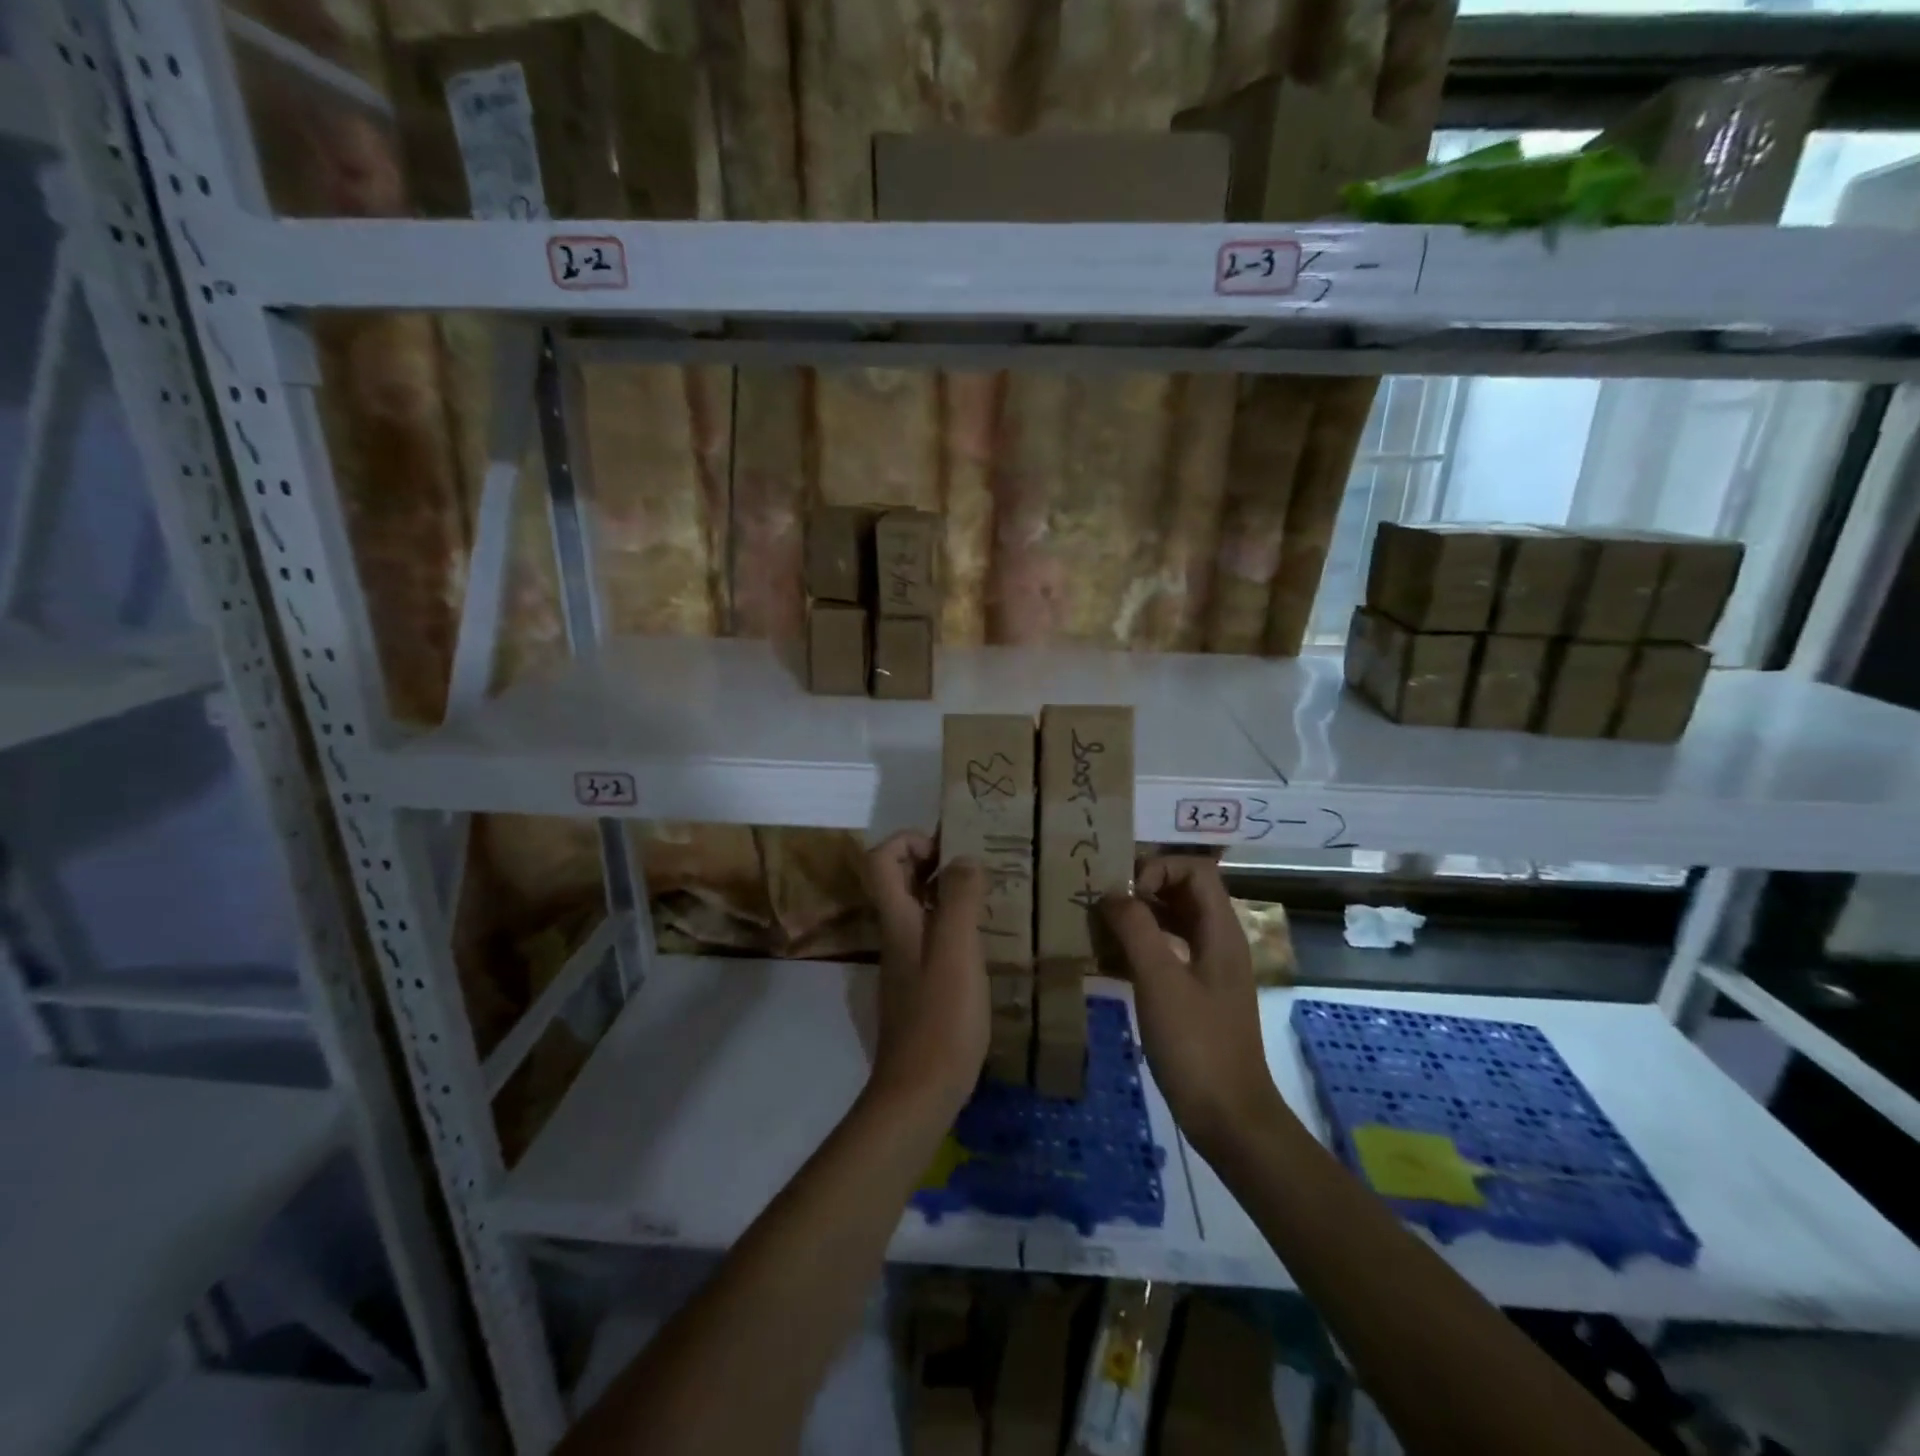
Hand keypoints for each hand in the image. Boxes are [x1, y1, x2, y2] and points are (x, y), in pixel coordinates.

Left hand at [863, 831, 989, 1123]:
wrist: (921, 1090)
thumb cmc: (941, 1016)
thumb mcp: (956, 949)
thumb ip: (959, 898)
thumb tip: (963, 858)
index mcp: (897, 920)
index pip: (881, 860)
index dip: (908, 840)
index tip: (948, 847)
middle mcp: (896, 935)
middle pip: (899, 881)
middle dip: (933, 861)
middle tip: (977, 864)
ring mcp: (906, 963)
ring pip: (918, 909)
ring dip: (947, 893)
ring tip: (989, 894)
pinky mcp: (921, 987)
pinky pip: (933, 938)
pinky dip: (954, 925)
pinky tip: (986, 940)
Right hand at [1101, 856, 1285, 1157]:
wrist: (1229, 1117)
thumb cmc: (1196, 1044)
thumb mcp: (1160, 981)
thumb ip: (1136, 929)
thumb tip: (1113, 894)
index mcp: (1220, 931)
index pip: (1195, 870)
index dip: (1159, 868)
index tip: (1126, 893)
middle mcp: (1218, 942)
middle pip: (1183, 893)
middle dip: (1142, 890)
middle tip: (1101, 903)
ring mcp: (1208, 970)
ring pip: (1172, 924)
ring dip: (1137, 919)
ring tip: (1098, 928)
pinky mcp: (1195, 995)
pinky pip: (1166, 954)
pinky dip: (1139, 949)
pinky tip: (1107, 962)